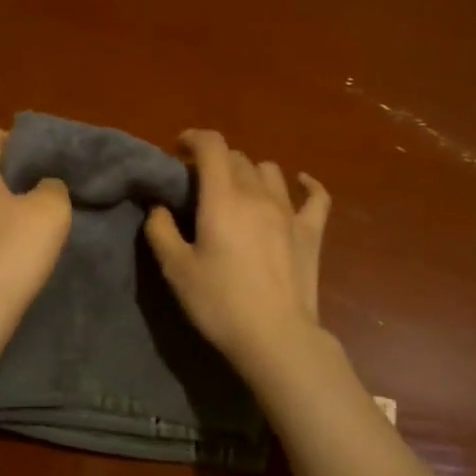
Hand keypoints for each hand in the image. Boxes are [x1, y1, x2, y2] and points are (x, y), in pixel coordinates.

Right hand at [144, 129, 331, 371]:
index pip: (212, 146)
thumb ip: (161, 230)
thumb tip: (159, 206)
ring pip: (270, 171)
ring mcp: (289, 211)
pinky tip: (300, 183)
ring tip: (238, 190)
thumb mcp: (176, 270)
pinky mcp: (311, 232)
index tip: (179, 148)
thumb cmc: (219, 303)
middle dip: (216, 161)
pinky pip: (316, 196)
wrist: (275, 337)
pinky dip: (306, 184)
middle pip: (238, 157)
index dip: (194, 138)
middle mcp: (257, 194)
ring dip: (250, 172)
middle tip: (200, 185)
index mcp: (223, 198)